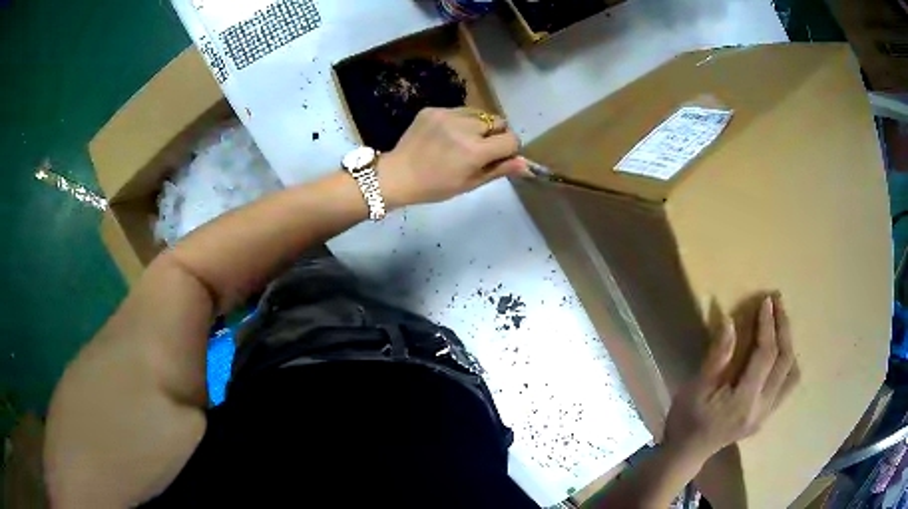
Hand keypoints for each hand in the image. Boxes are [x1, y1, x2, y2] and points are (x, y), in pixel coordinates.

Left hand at [377, 107, 527, 207]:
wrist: (397, 175)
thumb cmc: (435, 186)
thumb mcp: (470, 183)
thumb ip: (500, 170)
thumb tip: (527, 164)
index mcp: (475, 151)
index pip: (511, 139)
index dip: (508, 149)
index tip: (497, 157)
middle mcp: (464, 127)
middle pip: (498, 121)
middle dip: (494, 135)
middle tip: (478, 149)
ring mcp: (447, 115)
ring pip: (480, 113)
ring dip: (478, 125)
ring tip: (460, 141)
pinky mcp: (433, 109)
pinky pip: (459, 110)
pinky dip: (459, 121)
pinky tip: (445, 135)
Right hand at [663, 293, 799, 463]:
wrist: (687, 454)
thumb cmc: (686, 420)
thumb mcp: (695, 388)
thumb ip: (717, 357)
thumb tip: (730, 321)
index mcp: (744, 401)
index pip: (766, 356)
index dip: (768, 325)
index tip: (766, 301)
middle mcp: (762, 408)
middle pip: (785, 361)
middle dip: (784, 327)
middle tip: (778, 302)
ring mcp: (767, 414)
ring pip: (791, 373)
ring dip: (789, 344)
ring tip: (780, 323)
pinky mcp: (766, 416)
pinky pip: (787, 385)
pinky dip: (787, 363)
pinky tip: (779, 352)